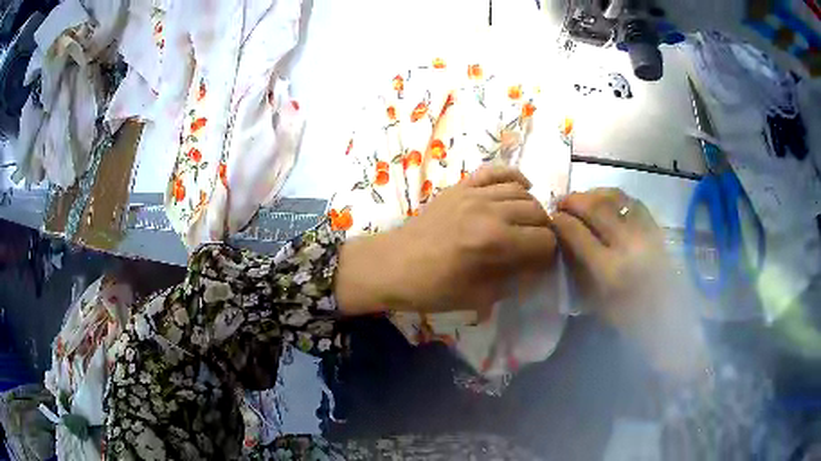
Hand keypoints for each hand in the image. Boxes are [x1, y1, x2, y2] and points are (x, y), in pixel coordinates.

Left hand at [336, 166, 557, 315]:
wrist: (392, 265)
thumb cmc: (432, 288)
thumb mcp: (478, 297)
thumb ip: (515, 281)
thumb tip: (538, 269)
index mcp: (494, 242)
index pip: (544, 241)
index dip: (547, 256)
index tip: (540, 265)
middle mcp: (489, 211)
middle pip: (537, 213)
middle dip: (542, 232)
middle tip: (534, 247)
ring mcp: (474, 193)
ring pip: (521, 191)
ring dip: (531, 208)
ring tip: (525, 224)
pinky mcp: (461, 186)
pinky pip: (495, 172)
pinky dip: (513, 177)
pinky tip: (521, 187)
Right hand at [551, 188, 705, 377]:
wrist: (667, 319)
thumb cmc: (627, 318)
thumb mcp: (596, 301)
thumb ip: (580, 267)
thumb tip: (564, 240)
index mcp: (610, 271)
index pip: (578, 234)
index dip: (561, 221)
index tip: (551, 217)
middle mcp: (628, 246)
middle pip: (596, 209)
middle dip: (573, 201)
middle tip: (561, 202)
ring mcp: (645, 234)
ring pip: (615, 198)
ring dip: (593, 194)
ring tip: (582, 198)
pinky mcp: (656, 229)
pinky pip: (633, 202)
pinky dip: (615, 196)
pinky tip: (607, 200)